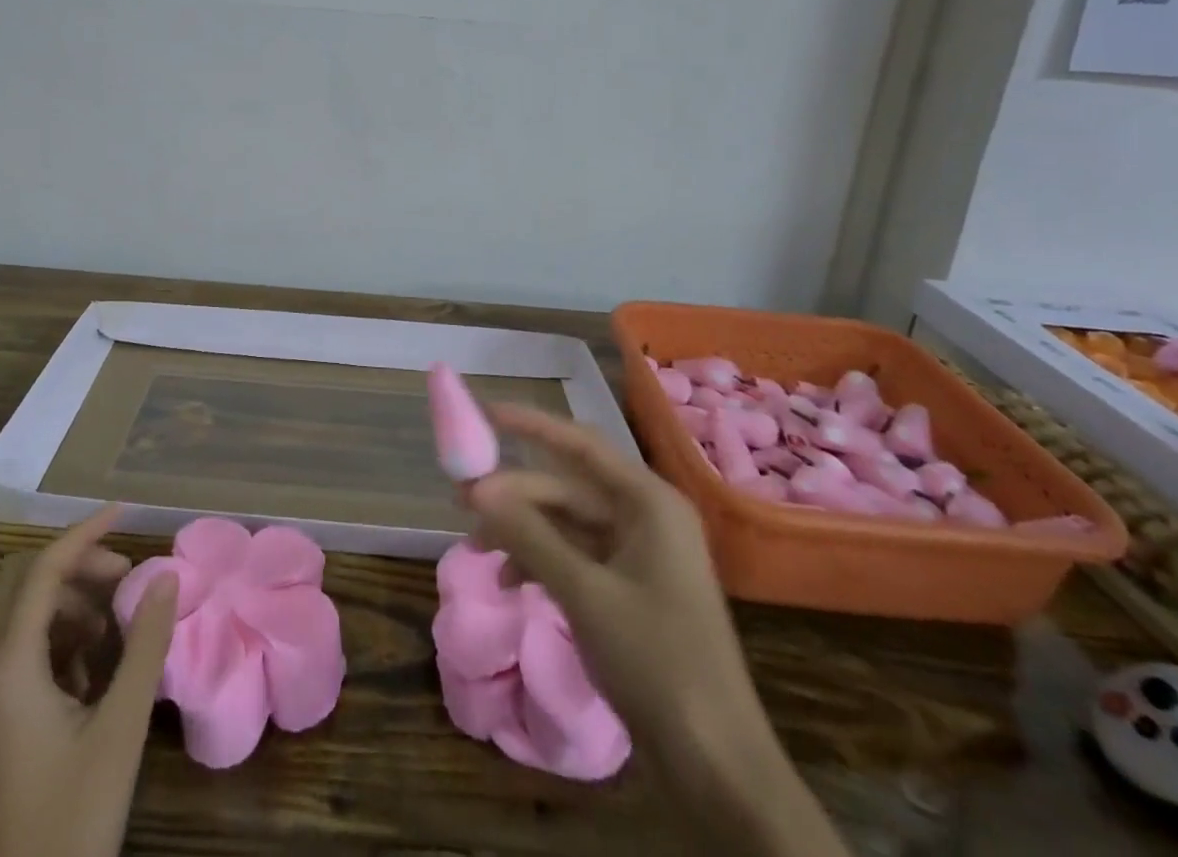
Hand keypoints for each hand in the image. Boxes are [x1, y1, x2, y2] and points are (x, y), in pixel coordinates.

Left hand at [0, 507, 179, 856]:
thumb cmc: (72, 820)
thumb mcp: (120, 728)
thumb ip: (144, 644)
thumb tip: (166, 576)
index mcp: (3, 670)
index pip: (40, 571)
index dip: (83, 534)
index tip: (124, 512)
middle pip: (19, 584)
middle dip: (74, 568)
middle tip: (123, 580)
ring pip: (13, 617)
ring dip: (63, 605)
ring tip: (113, 632)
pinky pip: (9, 654)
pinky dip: (50, 641)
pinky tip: (89, 673)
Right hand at [465, 406, 847, 856]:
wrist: (716, 765)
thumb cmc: (656, 661)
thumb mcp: (583, 592)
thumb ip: (528, 534)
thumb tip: (476, 488)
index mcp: (649, 502)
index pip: (581, 444)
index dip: (532, 424)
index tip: (486, 413)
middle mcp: (646, 517)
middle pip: (568, 488)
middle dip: (515, 495)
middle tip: (461, 500)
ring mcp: (640, 555)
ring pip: (567, 524)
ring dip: (522, 532)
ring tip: (475, 548)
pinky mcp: (631, 589)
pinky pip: (576, 556)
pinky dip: (541, 562)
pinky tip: (509, 581)